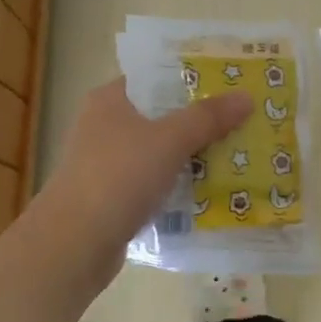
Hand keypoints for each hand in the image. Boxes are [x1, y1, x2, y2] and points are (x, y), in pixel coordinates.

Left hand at [31, 76, 251, 268]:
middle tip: (244, 122)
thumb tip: (245, 97)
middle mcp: (105, 127)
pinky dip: (178, 187)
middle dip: (200, 122)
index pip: (155, 78)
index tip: (230, 85)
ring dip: (192, 157)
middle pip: (161, 116)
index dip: (192, 79)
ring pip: (160, 153)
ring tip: (238, 157)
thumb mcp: (169, 140)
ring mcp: (107, 165)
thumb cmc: (118, 177)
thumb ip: (207, 118)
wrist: (75, 243)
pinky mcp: (113, 199)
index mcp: (110, 100)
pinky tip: (211, 194)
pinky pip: (155, 185)